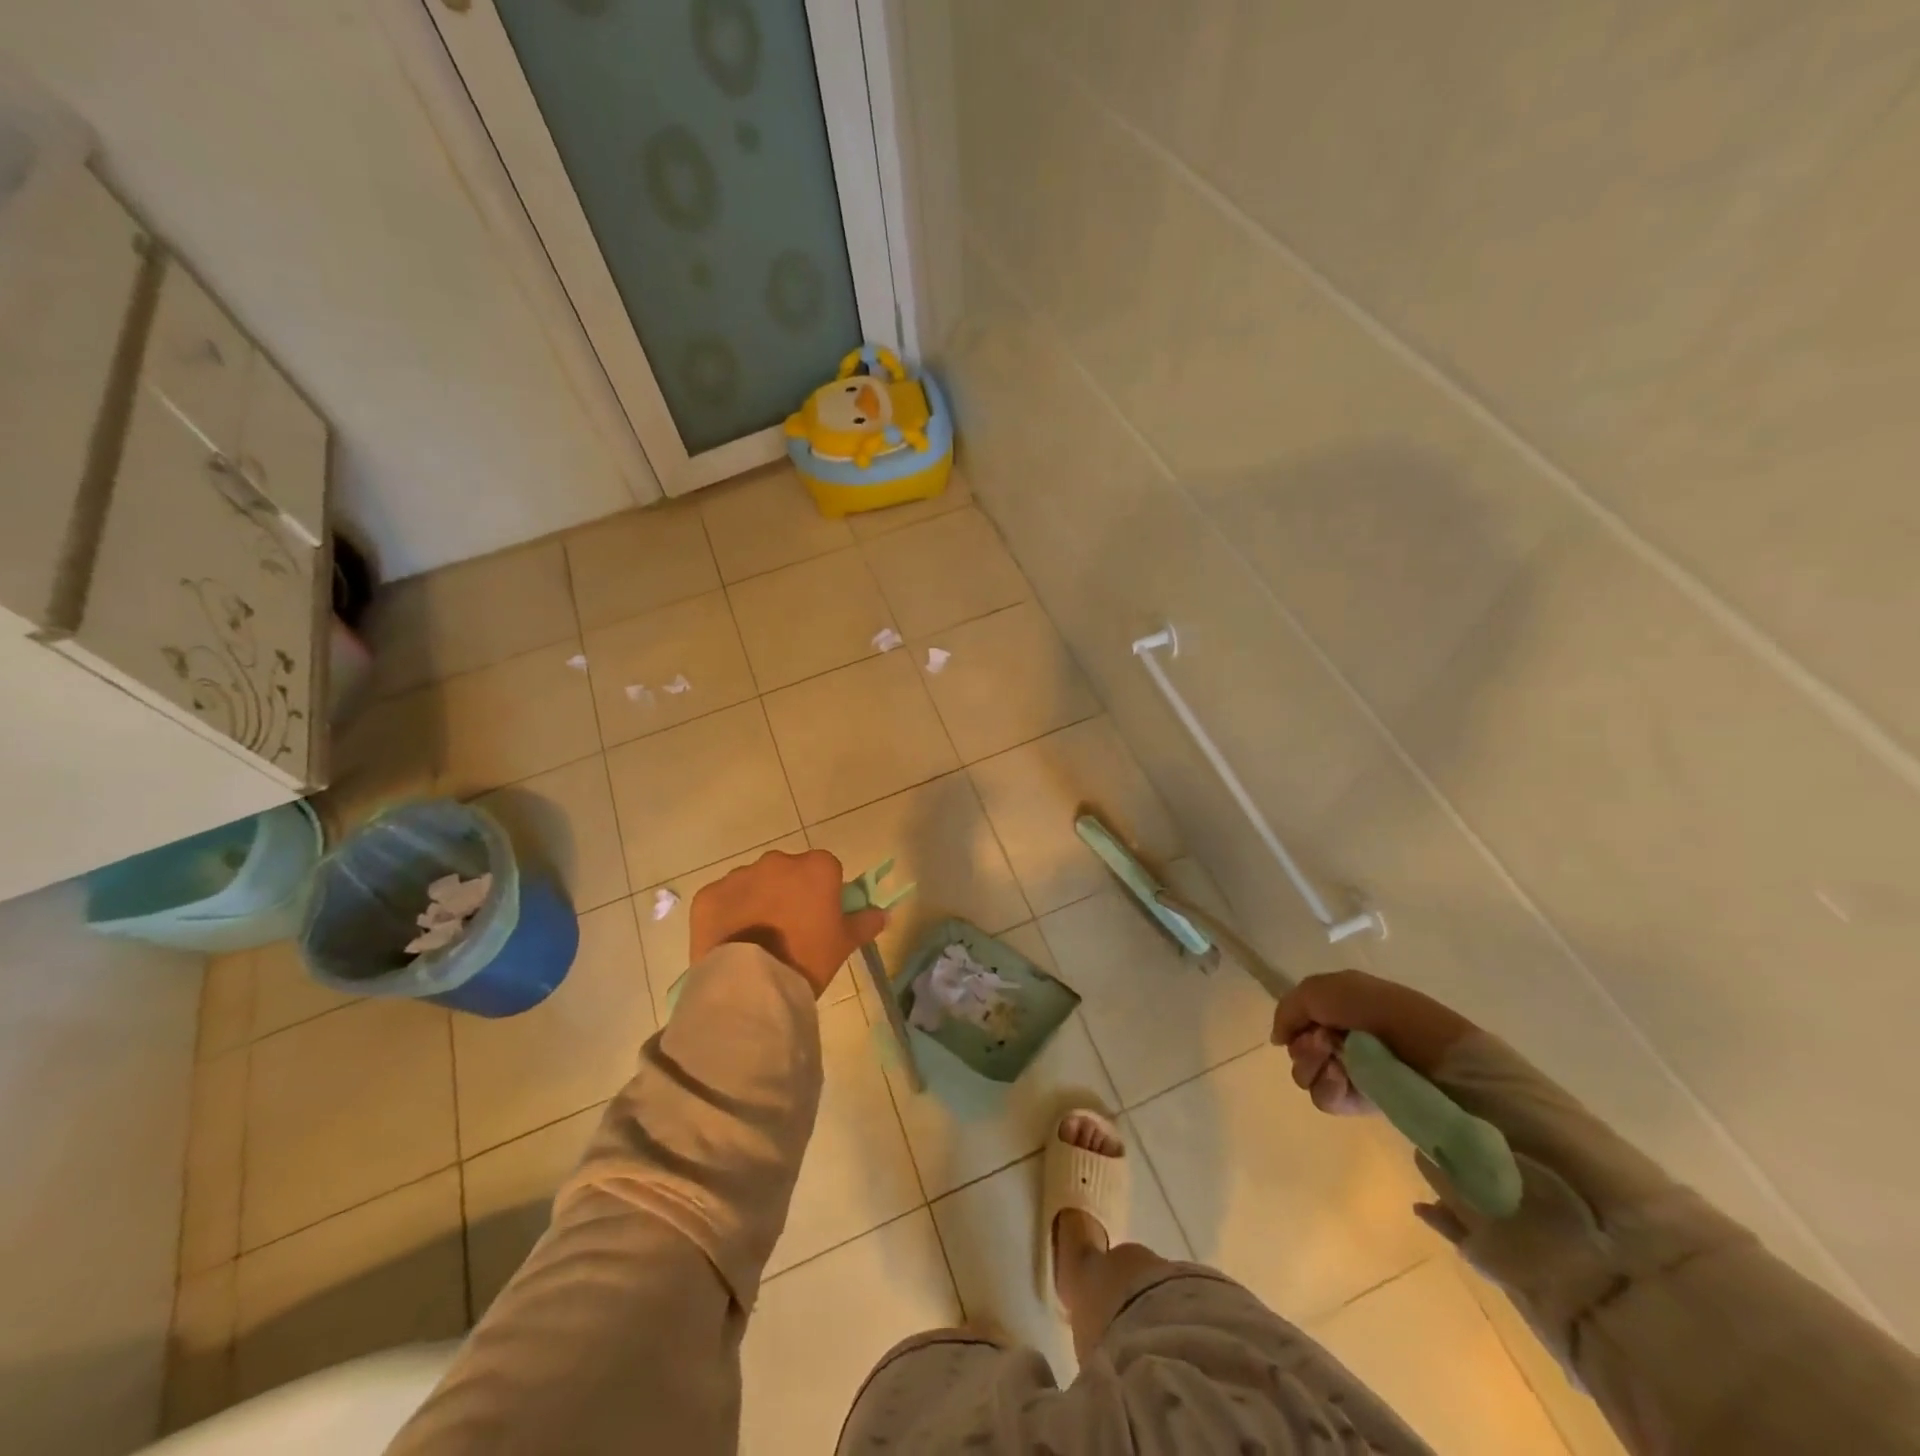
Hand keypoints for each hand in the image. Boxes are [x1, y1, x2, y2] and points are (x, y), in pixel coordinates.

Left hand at [689, 848, 886, 998]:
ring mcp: (739, 875)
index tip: (821, 919)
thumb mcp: (843, 944)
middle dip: (789, 892)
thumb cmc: (807, 958)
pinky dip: (728, 915)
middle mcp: (778, 861)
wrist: (751, 984)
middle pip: (788, 872)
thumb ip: (865, 923)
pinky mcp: (709, 895)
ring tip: (758, 940)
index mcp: (816, 867)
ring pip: (754, 883)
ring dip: (758, 901)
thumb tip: (883, 914)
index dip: (824, 893)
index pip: (827, 870)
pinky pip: (723, 900)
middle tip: (790, 930)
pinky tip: (732, 942)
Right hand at [1270, 969, 1476, 1114]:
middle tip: (1324, 1044)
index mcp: (1336, 1009)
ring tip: (1338, 1063)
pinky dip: (1330, 1088)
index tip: (1306, 1027)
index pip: (1296, 1023)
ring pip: (1306, 1076)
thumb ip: (1288, 1009)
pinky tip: (1345, 1080)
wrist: (1430, 1051)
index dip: (1294, 1025)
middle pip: (1297, 1051)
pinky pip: (1326, 1100)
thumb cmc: (1376, 1010)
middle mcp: (1341, 1040)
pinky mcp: (1363, 1101)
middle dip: (1303, 1048)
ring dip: (1313, 1068)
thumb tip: (1278, 1039)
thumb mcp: (1321, 989)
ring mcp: (1352, 1072)